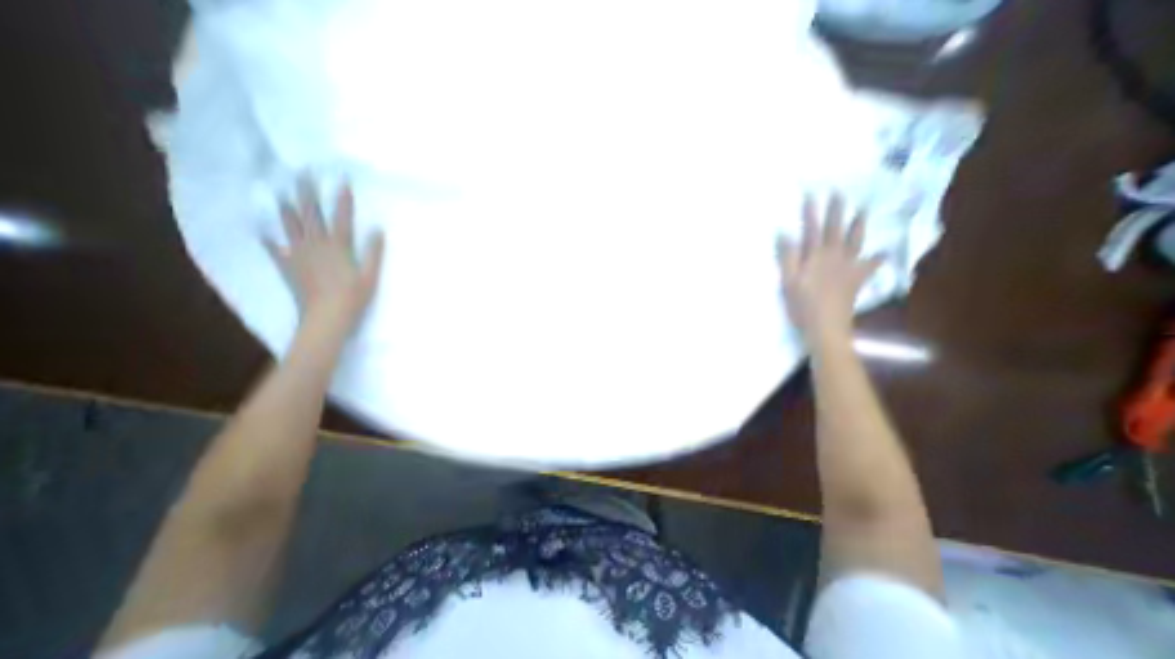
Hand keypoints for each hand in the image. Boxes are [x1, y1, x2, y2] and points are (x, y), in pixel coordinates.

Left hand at [262, 178, 383, 336]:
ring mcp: (298, 254)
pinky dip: (267, 238)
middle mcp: (316, 245)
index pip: (342, 218)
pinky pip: (273, 248)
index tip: (342, 181)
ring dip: (286, 209)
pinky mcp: (288, 266)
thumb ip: (374, 252)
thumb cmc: (354, 297)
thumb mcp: (371, 276)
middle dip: (308, 194)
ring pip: (291, 226)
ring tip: (280, 194)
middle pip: (311, 215)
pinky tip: (261, 230)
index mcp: (339, 247)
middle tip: (302, 175)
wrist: (326, 317)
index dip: (342, 200)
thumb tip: (377, 230)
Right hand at [779, 196, 879, 347]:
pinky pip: (870, 266)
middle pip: (835, 229)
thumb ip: (787, 256)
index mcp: (815, 256)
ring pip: (855, 241)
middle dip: (836, 210)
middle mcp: (834, 256)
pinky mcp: (857, 280)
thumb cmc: (802, 305)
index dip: (811, 211)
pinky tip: (884, 253)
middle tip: (839, 192)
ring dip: (858, 224)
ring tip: (863, 210)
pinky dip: (877, 258)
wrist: (826, 326)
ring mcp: (848, 267)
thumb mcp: (788, 281)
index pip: (812, 229)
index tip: (812, 193)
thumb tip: (784, 232)